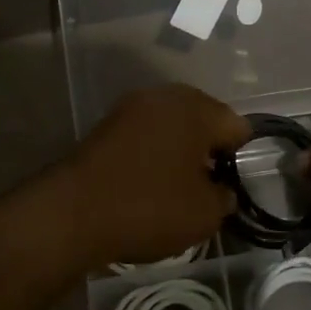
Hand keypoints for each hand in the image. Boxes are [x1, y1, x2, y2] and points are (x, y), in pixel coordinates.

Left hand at [50, 85, 244, 269]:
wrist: (73, 212)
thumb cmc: (149, 207)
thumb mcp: (204, 214)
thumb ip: (224, 197)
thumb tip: (222, 189)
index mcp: (197, 108)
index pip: (236, 126)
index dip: (237, 158)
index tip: (226, 187)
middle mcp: (167, 95)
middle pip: (204, 119)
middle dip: (208, 149)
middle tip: (203, 187)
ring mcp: (133, 105)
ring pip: (173, 124)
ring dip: (179, 149)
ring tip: (174, 186)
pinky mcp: (108, 122)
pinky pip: (146, 132)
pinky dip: (152, 151)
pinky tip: (147, 181)